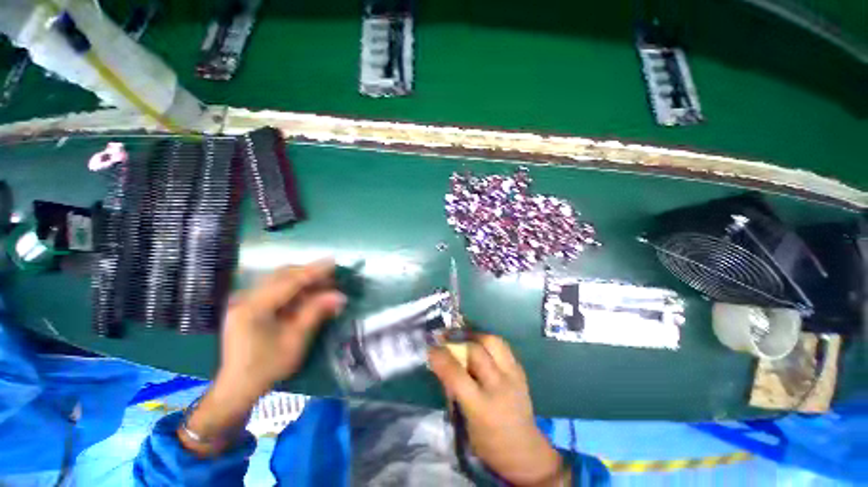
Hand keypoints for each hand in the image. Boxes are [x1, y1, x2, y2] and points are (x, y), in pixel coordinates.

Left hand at [218, 259, 345, 398]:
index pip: (290, 281)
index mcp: (254, 307)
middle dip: (309, 273)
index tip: (334, 261)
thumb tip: (340, 296)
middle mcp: (246, 298)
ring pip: (279, 280)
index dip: (314, 270)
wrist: (237, 388)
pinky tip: (308, 295)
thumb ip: (316, 313)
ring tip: (324, 285)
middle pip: (282, 275)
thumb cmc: (267, 367)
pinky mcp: (248, 306)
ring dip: (303, 280)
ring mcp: (245, 301)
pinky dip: (294, 289)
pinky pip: (275, 289)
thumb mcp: (295, 340)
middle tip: (332, 277)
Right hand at [429, 335, 567, 486]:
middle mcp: (499, 387)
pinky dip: (489, 343)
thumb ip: (453, 390)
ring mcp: (513, 376)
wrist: (524, 450)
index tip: (431, 348)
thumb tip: (442, 363)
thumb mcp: (464, 422)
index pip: (456, 374)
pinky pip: (503, 346)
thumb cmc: (488, 442)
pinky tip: (481, 346)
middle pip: (476, 351)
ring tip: (466, 338)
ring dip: (476, 336)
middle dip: (458, 341)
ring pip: (493, 341)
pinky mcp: (521, 371)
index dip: (441, 357)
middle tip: (447, 338)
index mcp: (481, 407)